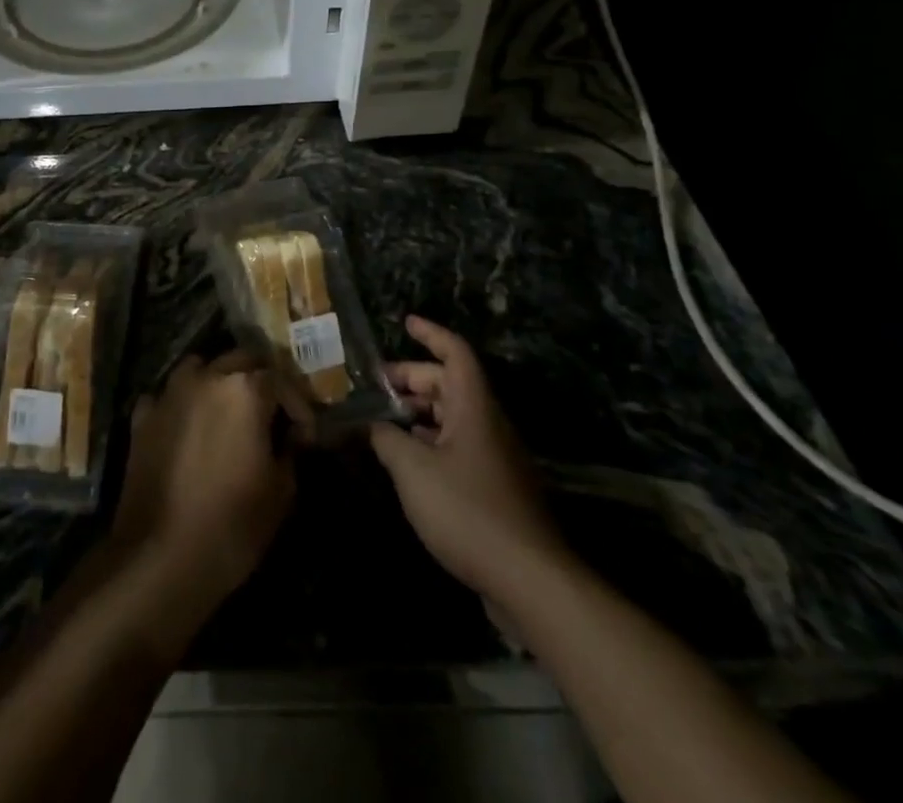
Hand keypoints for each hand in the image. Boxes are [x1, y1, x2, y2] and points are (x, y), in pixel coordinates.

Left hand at [111, 352, 294, 612]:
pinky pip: (168, 396)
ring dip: (218, 382)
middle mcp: (206, 377)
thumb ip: (290, 452)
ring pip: (200, 368)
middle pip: (240, 360)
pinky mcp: (142, 415)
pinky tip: (188, 429)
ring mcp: (169, 393)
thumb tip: (291, 437)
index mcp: (244, 389)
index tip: (305, 436)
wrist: (160, 554)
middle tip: (271, 415)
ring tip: (229, 413)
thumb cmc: (232, 523)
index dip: (298, 407)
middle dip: (260, 382)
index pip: (281, 380)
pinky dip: (182, 405)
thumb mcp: (280, 492)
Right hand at [370, 316, 572, 596]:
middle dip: (412, 379)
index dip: (430, 333)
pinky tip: (407, 460)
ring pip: (453, 417)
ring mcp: (495, 457)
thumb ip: (386, 439)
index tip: (405, 322)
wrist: (530, 580)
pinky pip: (458, 447)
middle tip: (376, 386)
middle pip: (450, 384)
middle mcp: (488, 424)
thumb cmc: (468, 511)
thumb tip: (371, 424)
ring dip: (419, 412)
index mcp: (474, 408)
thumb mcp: (412, 470)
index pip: (455, 353)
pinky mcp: (495, 488)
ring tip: (383, 420)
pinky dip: (430, 441)